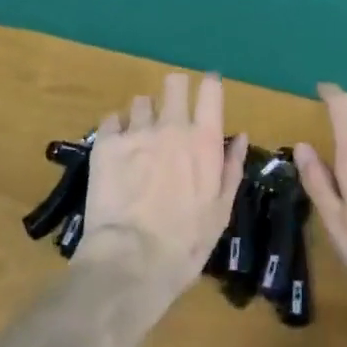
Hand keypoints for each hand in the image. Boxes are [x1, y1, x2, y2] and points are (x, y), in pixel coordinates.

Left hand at [79, 73, 247, 297]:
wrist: (129, 263)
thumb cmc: (184, 245)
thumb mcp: (220, 213)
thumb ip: (231, 169)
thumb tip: (240, 136)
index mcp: (203, 140)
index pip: (211, 89)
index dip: (209, 85)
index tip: (207, 90)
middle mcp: (172, 125)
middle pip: (174, 83)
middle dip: (175, 91)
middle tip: (171, 113)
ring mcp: (137, 131)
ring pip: (141, 101)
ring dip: (144, 116)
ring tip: (140, 140)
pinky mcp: (106, 143)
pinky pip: (112, 120)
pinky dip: (116, 130)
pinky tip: (116, 150)